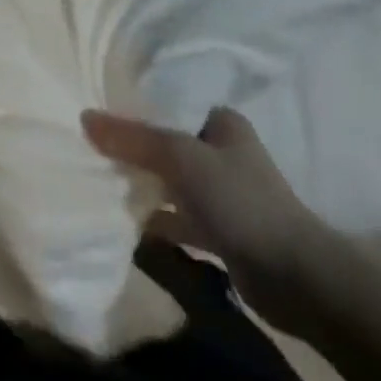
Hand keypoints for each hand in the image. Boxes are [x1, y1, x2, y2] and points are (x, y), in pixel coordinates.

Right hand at [83, 106, 338, 334]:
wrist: (295, 278)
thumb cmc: (240, 200)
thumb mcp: (180, 158)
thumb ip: (133, 138)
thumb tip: (84, 116)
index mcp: (222, 121)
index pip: (173, 102)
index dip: (139, 104)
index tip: (103, 106)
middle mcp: (224, 152)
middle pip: (170, 142)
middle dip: (137, 147)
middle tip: (95, 145)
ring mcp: (225, 195)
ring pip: (174, 182)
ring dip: (146, 184)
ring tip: (103, 180)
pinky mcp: (223, 234)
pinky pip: (180, 218)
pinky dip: (158, 219)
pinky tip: (127, 222)